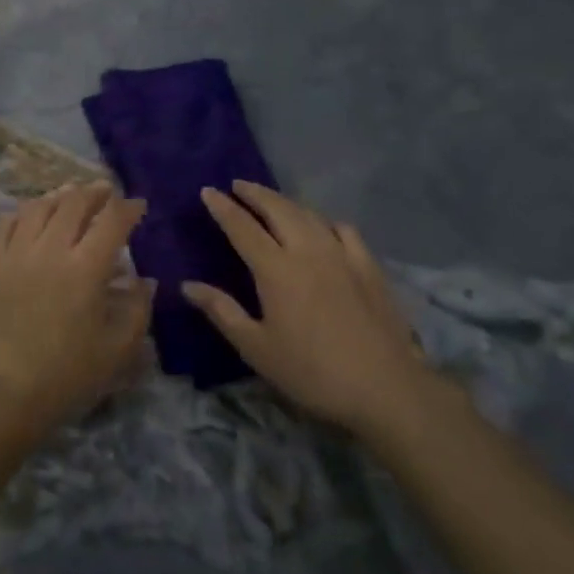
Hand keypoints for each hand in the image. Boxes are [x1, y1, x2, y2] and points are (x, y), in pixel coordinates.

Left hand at [0, 183, 152, 454]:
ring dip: (61, 196)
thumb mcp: (114, 354)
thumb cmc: (60, 380)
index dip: (128, 208)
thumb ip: (137, 311)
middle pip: (74, 204)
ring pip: (40, 207)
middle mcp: (50, 249)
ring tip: (72, 195)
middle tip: (106, 192)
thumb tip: (146, 281)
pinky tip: (32, 213)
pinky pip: (8, 222)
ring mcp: (14, 252)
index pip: (112, 221)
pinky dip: (26, 210)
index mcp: (85, 269)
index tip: (138, 205)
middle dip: (95, 193)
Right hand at [184, 181, 442, 439]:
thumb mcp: (257, 348)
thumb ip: (222, 311)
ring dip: (285, 201)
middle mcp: (307, 250)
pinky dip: (325, 220)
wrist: (386, 388)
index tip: (208, 191)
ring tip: (272, 200)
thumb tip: (187, 285)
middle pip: (278, 209)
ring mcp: (342, 254)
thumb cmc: (312, 372)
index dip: (223, 207)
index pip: (242, 227)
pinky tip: (323, 227)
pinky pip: (343, 229)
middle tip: (238, 185)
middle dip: (255, 193)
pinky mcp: (369, 266)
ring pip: (309, 214)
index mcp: (275, 269)